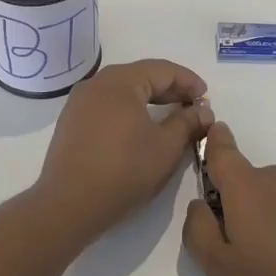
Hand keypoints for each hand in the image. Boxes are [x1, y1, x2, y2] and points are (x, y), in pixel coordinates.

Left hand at [38, 59, 212, 241]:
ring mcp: (79, 102)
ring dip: (149, 99)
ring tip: (170, 116)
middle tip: (192, 106)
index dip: (188, 81)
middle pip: (141, 76)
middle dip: (170, 89)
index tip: (206, 97)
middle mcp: (97, 83)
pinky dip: (128, 110)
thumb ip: (187, 123)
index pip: (162, 69)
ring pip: (122, 91)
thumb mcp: (166, 147)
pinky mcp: (71, 122)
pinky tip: (140, 128)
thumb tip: (203, 111)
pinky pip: (107, 105)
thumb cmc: (124, 170)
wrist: (68, 205)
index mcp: (120, 81)